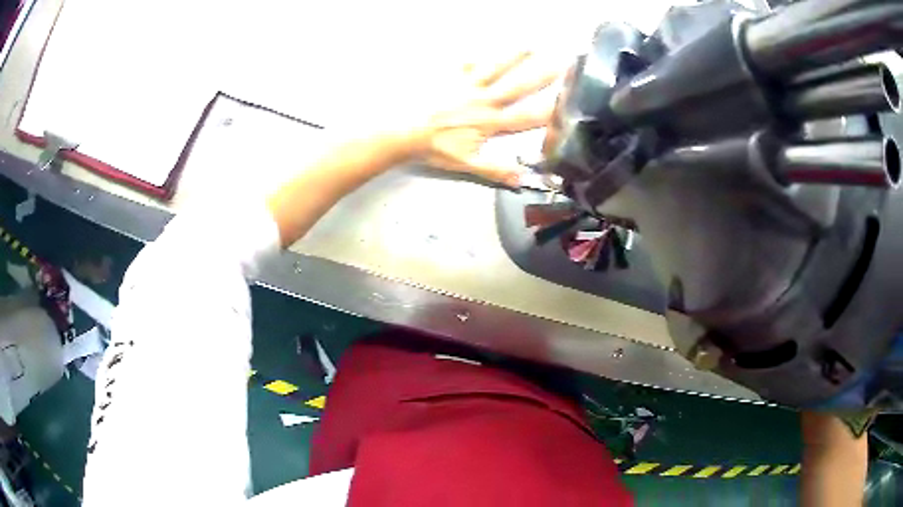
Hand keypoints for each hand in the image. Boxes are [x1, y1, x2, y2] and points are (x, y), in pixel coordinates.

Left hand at [401, 51, 560, 186]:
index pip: (528, 117)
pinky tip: (482, 51)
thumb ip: (497, 170)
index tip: (570, 101)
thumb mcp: (466, 164)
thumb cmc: (435, 148)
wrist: (403, 130)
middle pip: (518, 86)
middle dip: (542, 75)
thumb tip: (524, 180)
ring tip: (530, 46)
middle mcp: (485, 99)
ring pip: (496, 68)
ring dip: (514, 57)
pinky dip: (476, 57)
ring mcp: (467, 84)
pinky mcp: (450, 76)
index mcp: (491, 122)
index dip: (550, 110)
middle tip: (562, 62)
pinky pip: (466, 63)